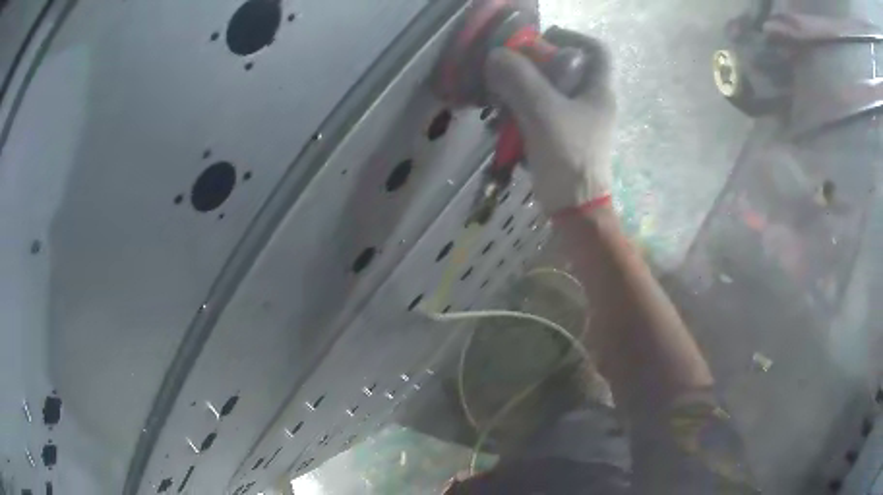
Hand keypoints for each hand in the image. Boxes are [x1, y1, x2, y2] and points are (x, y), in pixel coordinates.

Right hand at [484, 32, 616, 213]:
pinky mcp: (566, 139)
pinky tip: (504, 124)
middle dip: (535, 66)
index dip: (572, 36)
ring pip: (551, 92)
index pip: (596, 50)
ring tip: (499, 100)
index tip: (542, 39)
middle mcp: (593, 103)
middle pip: (567, 69)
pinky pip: (544, 114)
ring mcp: (580, 122)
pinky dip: (524, 113)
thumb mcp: (542, 112)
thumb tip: (496, 55)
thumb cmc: (567, 158)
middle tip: (508, 71)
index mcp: (599, 91)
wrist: (575, 210)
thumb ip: (519, 79)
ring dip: (523, 91)